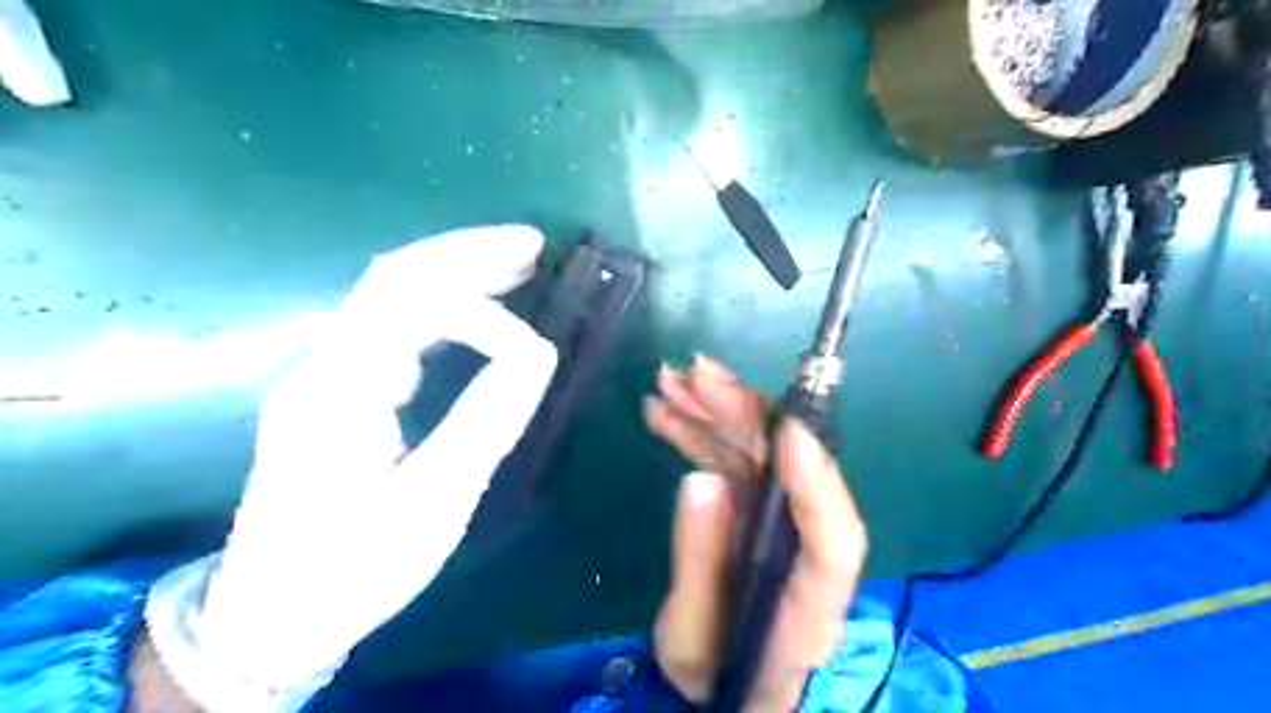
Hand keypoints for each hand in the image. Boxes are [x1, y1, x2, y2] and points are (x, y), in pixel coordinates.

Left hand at [143, 222, 556, 707]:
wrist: (272, 618)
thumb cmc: (355, 567)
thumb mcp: (434, 502)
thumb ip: (487, 420)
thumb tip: (537, 353)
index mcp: (341, 389)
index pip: (416, 308)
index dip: (488, 320)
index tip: (535, 359)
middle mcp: (324, 364)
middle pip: (394, 277)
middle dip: (467, 253)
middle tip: (532, 243)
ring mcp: (324, 374)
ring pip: (390, 295)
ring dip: (455, 271)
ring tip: (517, 264)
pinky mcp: (336, 391)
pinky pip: (390, 326)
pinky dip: (440, 305)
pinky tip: (475, 309)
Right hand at [646, 359, 864, 709]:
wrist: (733, 689)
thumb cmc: (721, 678)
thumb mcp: (692, 644)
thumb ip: (698, 566)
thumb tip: (699, 479)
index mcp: (808, 601)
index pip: (834, 539)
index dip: (816, 480)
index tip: (789, 428)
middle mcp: (801, 547)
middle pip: (789, 473)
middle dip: (743, 415)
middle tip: (696, 374)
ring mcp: (776, 522)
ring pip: (755, 454)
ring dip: (714, 412)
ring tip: (671, 381)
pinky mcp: (751, 510)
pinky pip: (729, 461)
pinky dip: (699, 434)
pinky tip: (667, 412)